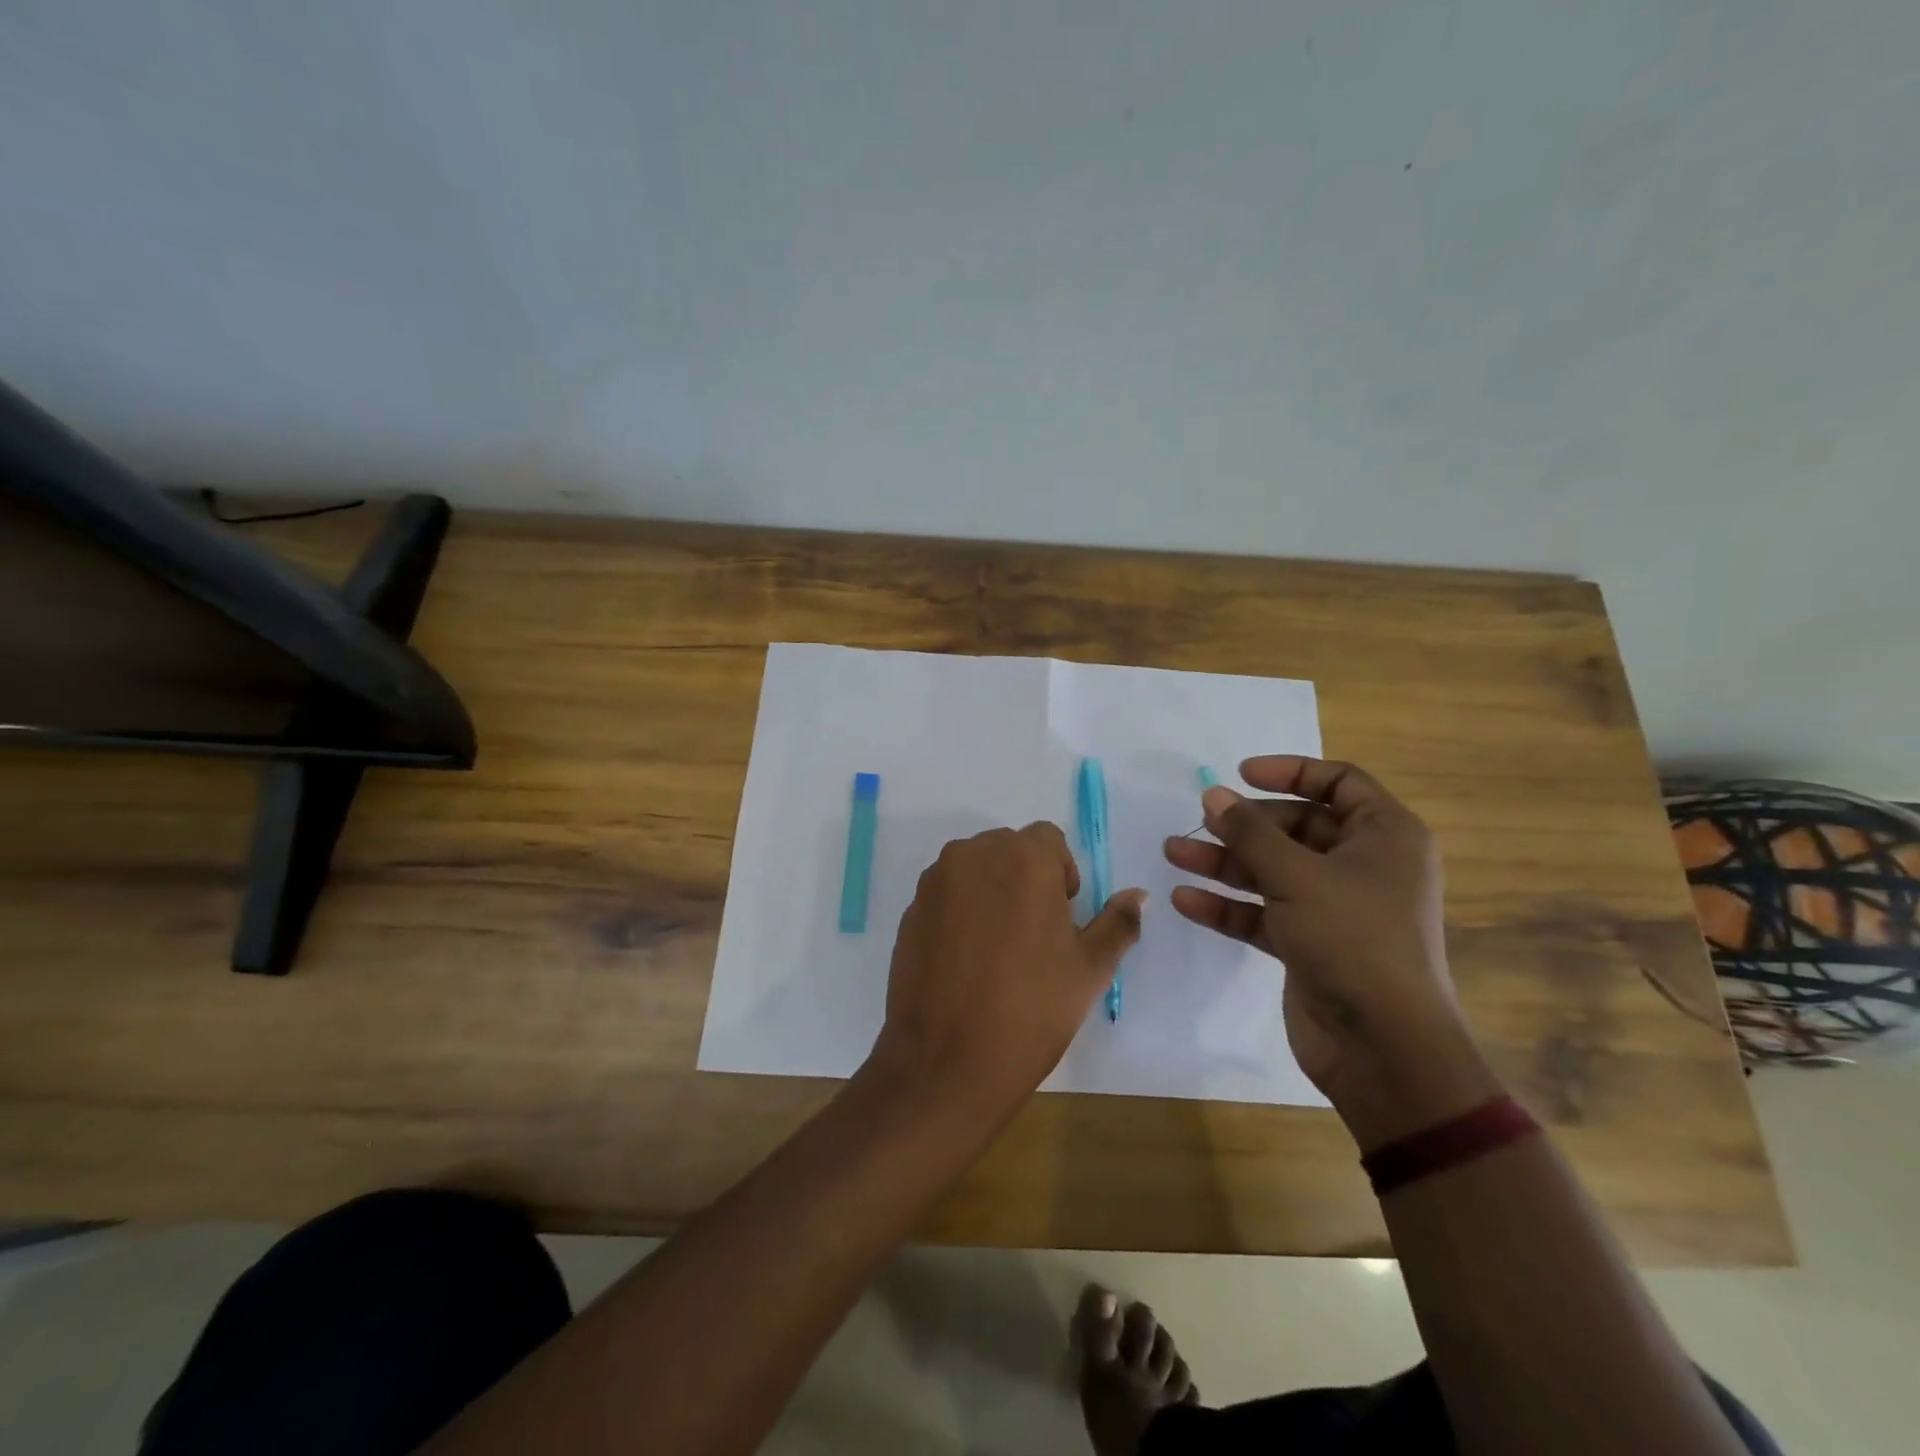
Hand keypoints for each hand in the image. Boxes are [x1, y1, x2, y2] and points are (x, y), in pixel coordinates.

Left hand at [869, 823, 1144, 1117]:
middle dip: (1026, 878)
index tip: (1061, 918)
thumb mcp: (1090, 969)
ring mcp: (936, 881)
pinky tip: (966, 960)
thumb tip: (1139, 895)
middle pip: (1009, 848)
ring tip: (998, 948)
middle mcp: (974, 855)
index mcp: (1023, 859)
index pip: (1048, 839)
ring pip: (975, 868)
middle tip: (1034, 935)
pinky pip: (946, 893)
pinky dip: (960, 910)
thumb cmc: (1031, 1010)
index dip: (1061, 874)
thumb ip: (1118, 922)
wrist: (946, 1061)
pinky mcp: (911, 909)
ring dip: (992, 890)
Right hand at [1164, 757, 1498, 1148]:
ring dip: (1226, 862)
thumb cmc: (1353, 939)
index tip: (1241, 774)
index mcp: (1384, 836)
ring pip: (1273, 871)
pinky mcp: (1310, 944)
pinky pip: (1264, 912)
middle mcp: (1363, 866)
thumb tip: (1212, 794)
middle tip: (1200, 820)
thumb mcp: (1297, 875)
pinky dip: (1229, 905)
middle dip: (1245, 824)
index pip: (1339, 782)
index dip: (1291, 771)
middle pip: (1297, 828)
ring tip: (1173, 852)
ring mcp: (1335, 908)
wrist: (1383, 1047)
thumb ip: (1250, 832)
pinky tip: (1186, 900)